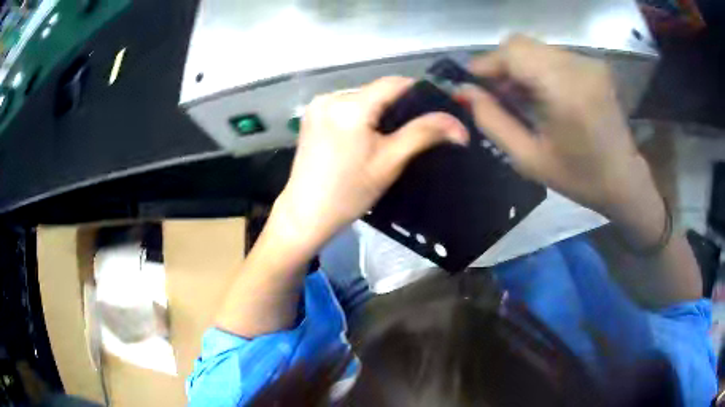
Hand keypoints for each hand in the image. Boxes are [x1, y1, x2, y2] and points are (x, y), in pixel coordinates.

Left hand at [273, 77, 467, 248]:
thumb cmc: (349, 192)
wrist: (306, 213)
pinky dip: (361, 114)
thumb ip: (424, 134)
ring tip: (387, 136)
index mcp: (350, 106)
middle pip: (377, 90)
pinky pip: (346, 105)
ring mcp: (317, 104)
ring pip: (362, 97)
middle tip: (411, 130)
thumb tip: (459, 126)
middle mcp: (330, 96)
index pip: (394, 83)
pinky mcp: (311, 114)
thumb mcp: (391, 162)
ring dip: (378, 110)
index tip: (433, 109)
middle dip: (397, 105)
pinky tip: (364, 136)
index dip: (418, 92)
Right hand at [458, 35, 652, 215]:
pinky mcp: (594, 64)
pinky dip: (539, 67)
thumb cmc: (578, 177)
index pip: (514, 52)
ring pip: (536, 48)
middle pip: (522, 44)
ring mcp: (589, 62)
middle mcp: (579, 66)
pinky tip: (542, 93)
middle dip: (502, 64)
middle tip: (496, 93)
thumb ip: (492, 121)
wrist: (623, 178)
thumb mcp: (529, 159)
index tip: (472, 82)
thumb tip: (465, 91)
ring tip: (520, 96)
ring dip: (520, 66)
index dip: (487, 62)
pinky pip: (553, 54)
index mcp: (565, 91)